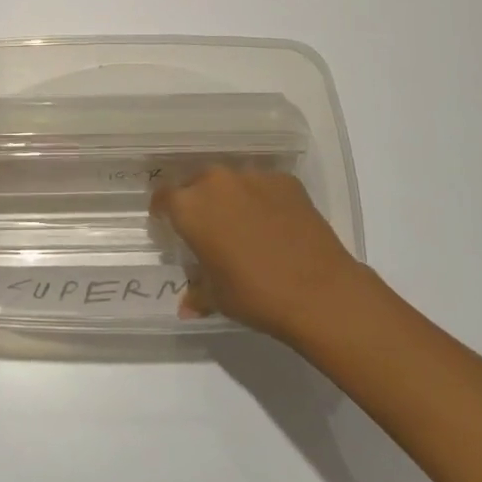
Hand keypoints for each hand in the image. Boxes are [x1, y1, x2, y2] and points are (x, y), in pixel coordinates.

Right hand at [151, 165, 365, 342]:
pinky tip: (275, 224)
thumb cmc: (255, 295)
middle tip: (208, 227)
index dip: (163, 210)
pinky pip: (264, 186)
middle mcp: (217, 182)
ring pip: (231, 182)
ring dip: (231, 198)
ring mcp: (253, 177)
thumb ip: (196, 292)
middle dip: (198, 201)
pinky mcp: (285, 180)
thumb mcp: (218, 298)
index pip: (163, 197)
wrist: (319, 291)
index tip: (167, 223)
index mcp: (190, 207)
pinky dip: (263, 199)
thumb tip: (186, 305)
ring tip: (244, 224)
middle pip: (197, 183)